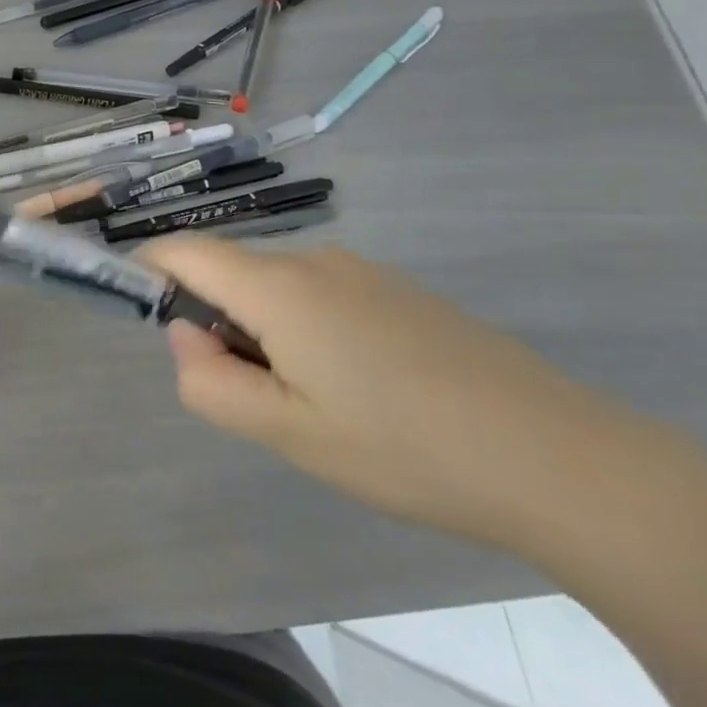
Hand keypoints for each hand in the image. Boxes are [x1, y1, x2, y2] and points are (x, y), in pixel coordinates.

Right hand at [139, 238, 659, 553]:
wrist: (557, 456)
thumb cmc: (404, 448)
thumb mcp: (288, 432)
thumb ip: (209, 382)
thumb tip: (184, 335)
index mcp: (278, 286)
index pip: (183, 250)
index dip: (149, 274)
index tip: (151, 324)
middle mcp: (314, 260)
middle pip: (230, 273)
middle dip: (218, 325)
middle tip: (258, 402)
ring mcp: (360, 271)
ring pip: (275, 289)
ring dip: (265, 335)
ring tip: (317, 408)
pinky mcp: (395, 291)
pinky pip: (319, 297)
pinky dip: (305, 333)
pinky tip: (360, 395)